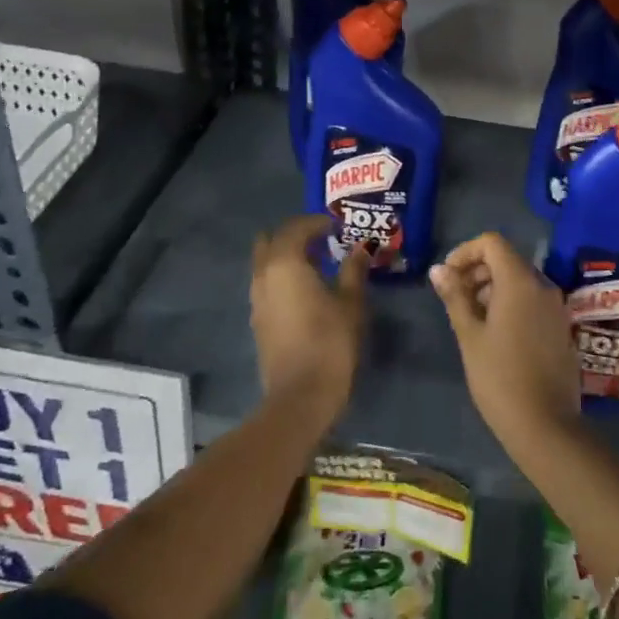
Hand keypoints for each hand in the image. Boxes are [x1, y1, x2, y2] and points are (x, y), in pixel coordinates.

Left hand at [251, 216, 366, 427]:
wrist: (300, 396)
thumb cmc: (330, 342)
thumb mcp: (351, 302)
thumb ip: (354, 270)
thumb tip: (361, 248)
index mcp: (285, 264)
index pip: (296, 228)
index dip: (317, 222)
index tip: (338, 227)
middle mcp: (263, 275)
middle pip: (272, 241)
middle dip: (295, 236)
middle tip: (323, 241)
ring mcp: (256, 299)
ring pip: (265, 263)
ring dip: (287, 256)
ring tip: (318, 264)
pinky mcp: (258, 320)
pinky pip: (267, 284)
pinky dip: (283, 277)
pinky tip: (307, 290)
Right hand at [429, 232, 578, 452]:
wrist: (545, 424)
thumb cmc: (499, 377)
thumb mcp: (469, 335)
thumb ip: (455, 296)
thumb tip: (439, 269)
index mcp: (520, 282)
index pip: (492, 243)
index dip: (465, 252)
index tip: (448, 277)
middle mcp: (543, 286)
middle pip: (507, 260)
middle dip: (477, 272)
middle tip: (454, 300)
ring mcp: (556, 307)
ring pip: (520, 281)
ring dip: (492, 289)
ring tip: (471, 320)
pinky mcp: (561, 327)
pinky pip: (533, 301)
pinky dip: (511, 304)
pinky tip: (495, 334)